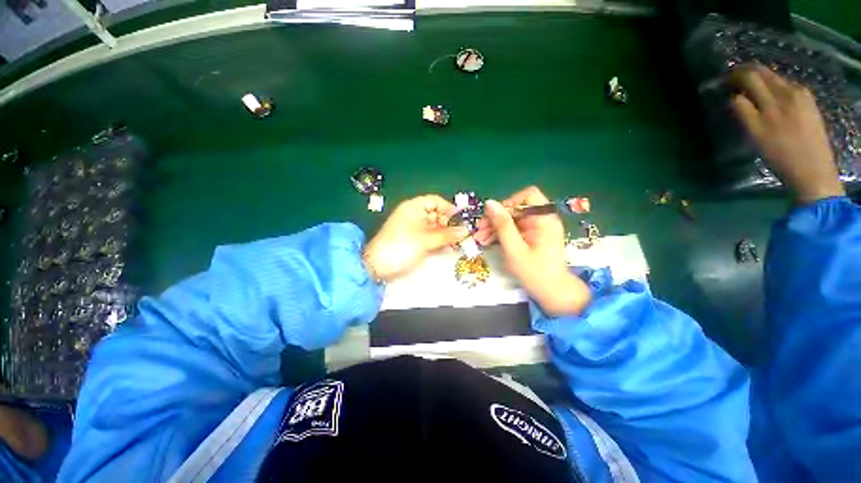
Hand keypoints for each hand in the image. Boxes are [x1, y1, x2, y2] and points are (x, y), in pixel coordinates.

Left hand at [364, 195, 468, 281]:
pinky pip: (430, 237)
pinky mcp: (414, 240)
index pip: (435, 201)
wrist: (377, 266)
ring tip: (458, 243)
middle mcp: (414, 215)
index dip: (449, 208)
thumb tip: (465, 231)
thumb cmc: (401, 247)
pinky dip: (438, 241)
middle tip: (463, 235)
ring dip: (445, 234)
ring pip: (434, 227)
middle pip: (436, 214)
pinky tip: (448, 248)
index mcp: (414, 207)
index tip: (462, 219)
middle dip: (449, 224)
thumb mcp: (426, 240)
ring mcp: (414, 228)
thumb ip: (447, 235)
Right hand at [476, 186, 590, 316]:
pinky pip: (513, 229)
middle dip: (496, 218)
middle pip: (516, 208)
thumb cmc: (535, 273)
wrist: (552, 293)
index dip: (509, 203)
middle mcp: (542, 219)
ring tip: (479, 238)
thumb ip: (502, 225)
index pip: (528, 196)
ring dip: (494, 227)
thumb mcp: (515, 249)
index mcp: (545, 219)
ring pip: (512, 219)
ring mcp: (536, 228)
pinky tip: (487, 241)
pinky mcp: (530, 236)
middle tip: (479, 229)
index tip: (494, 217)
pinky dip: (500, 234)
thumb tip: (489, 203)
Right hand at [730, 65, 843, 203]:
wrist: (814, 171)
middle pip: (764, 72)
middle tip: (732, 78)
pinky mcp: (809, 102)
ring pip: (776, 78)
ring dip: (760, 79)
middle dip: (746, 72)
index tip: (723, 80)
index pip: (750, 77)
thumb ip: (744, 112)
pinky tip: (769, 96)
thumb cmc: (780, 156)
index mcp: (774, 99)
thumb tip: (734, 96)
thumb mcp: (755, 135)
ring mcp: (802, 95)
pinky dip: (774, 86)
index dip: (734, 76)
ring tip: (749, 86)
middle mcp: (789, 91)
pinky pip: (787, 86)